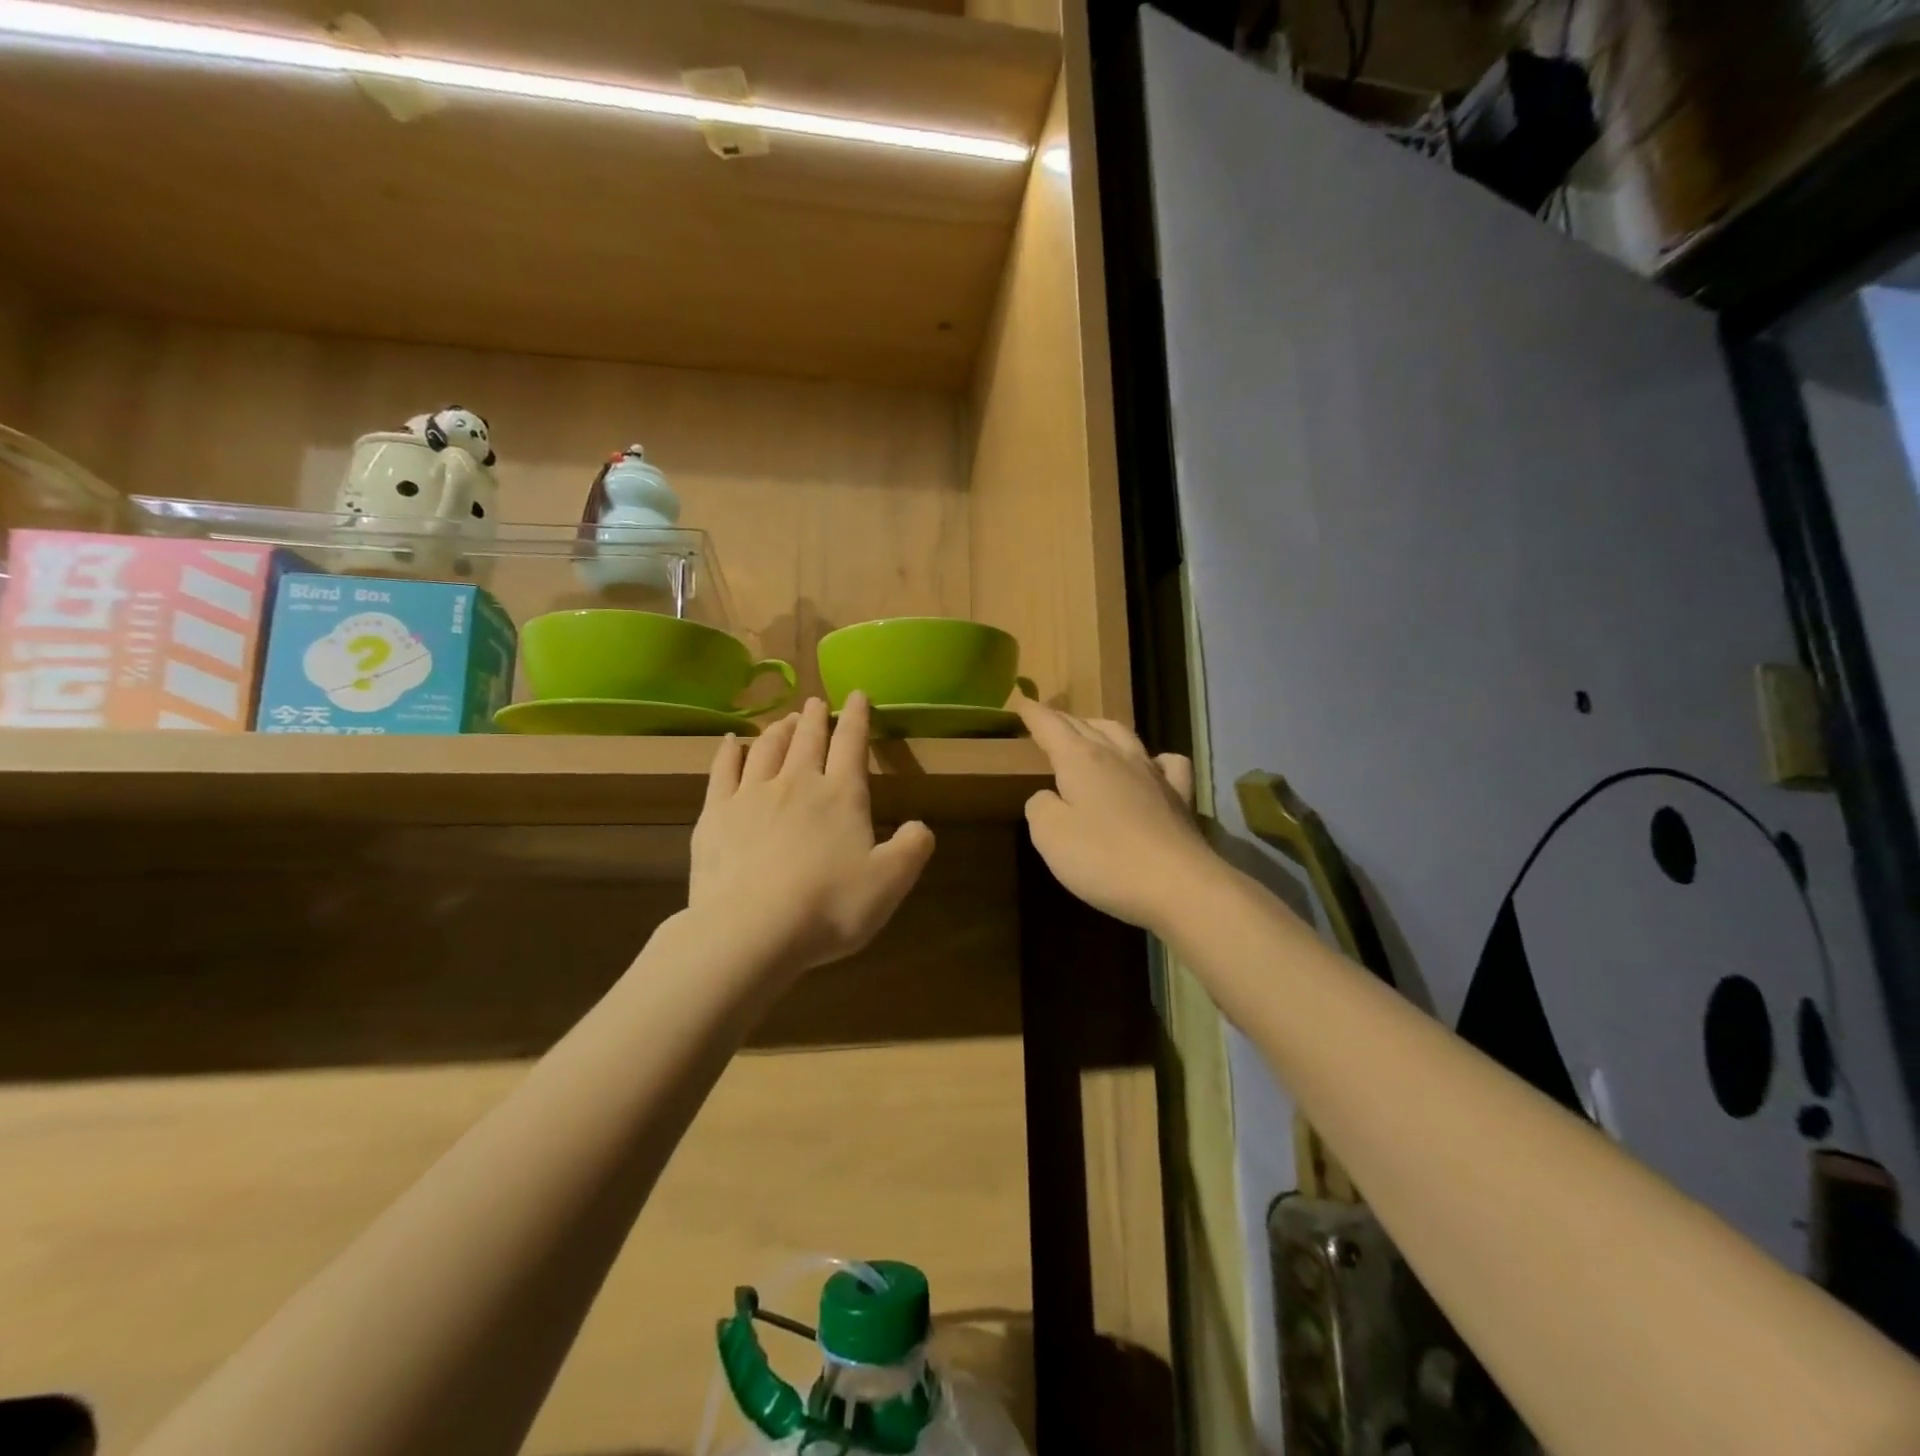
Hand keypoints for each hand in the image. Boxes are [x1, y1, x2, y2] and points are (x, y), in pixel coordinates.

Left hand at [690, 693, 935, 974]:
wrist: (751, 931)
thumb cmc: (829, 907)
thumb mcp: (889, 883)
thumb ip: (912, 849)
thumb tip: (921, 827)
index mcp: (840, 795)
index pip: (851, 744)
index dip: (857, 717)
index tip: (857, 694)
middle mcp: (796, 783)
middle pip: (808, 740)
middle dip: (815, 718)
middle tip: (816, 703)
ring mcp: (751, 796)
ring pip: (767, 748)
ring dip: (779, 730)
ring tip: (785, 720)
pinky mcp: (715, 815)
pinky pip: (722, 771)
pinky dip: (729, 752)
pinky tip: (731, 742)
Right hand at [1013, 693, 1210, 931]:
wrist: (1177, 885)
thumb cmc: (1104, 858)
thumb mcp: (1050, 835)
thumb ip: (1041, 807)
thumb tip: (1049, 796)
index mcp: (1081, 759)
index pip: (1051, 726)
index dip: (1034, 714)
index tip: (1021, 701)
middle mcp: (1117, 756)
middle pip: (1086, 726)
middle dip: (1064, 720)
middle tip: (1048, 721)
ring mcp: (1153, 774)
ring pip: (1124, 735)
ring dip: (1101, 728)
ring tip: (1090, 731)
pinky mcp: (1179, 797)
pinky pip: (1167, 762)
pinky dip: (1153, 757)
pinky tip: (1152, 764)